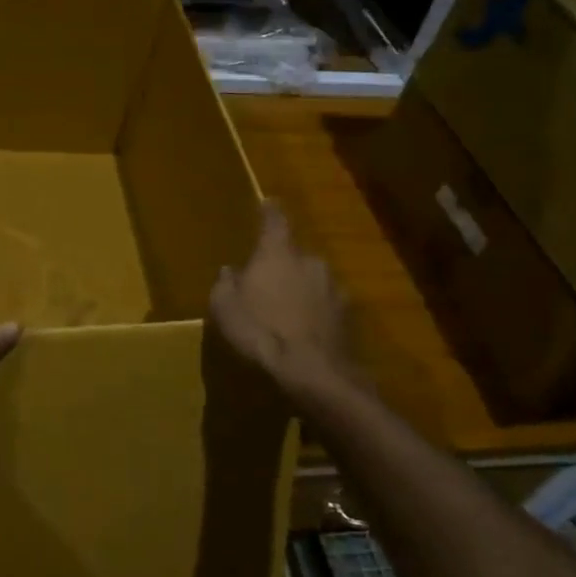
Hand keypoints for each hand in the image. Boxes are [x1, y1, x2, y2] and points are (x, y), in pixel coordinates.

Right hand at [209, 203, 362, 405]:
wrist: (314, 374)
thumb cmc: (261, 331)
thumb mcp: (225, 307)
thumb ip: (226, 284)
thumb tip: (231, 272)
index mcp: (278, 253)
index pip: (275, 220)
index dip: (270, 211)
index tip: (268, 202)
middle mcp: (311, 261)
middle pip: (295, 255)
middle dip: (283, 266)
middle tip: (266, 285)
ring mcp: (335, 289)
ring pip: (313, 282)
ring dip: (301, 291)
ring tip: (286, 315)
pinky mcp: (349, 318)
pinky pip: (326, 307)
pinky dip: (315, 315)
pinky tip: (304, 334)